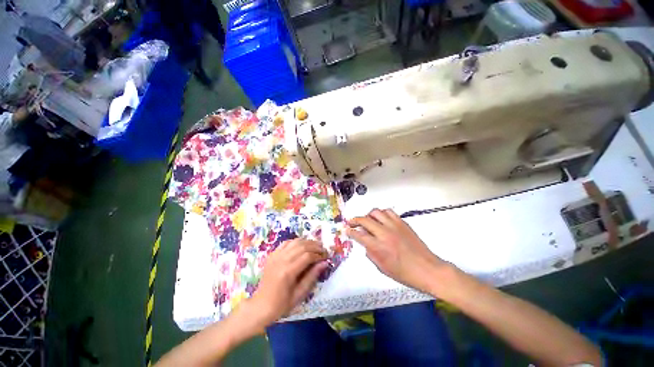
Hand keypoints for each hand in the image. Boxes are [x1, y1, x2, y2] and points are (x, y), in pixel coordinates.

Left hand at [247, 239, 328, 327]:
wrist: (260, 306)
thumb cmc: (281, 304)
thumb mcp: (299, 294)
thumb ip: (312, 276)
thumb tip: (324, 263)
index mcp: (288, 272)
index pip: (307, 256)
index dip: (319, 255)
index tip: (326, 257)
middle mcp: (281, 260)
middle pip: (302, 246)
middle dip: (315, 246)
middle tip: (323, 250)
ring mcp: (276, 255)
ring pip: (295, 241)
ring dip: (307, 242)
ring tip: (315, 246)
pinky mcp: (272, 254)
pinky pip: (286, 242)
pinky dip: (296, 241)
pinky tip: (302, 245)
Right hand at [347, 209, 447, 292]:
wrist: (428, 269)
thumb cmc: (405, 274)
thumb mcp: (383, 268)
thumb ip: (371, 254)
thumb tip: (365, 244)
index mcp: (379, 247)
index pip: (359, 235)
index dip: (350, 231)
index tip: (346, 230)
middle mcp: (385, 234)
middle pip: (364, 220)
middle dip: (355, 220)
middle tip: (351, 222)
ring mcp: (394, 226)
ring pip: (376, 212)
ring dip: (368, 215)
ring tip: (367, 220)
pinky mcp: (402, 223)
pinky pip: (388, 212)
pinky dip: (381, 213)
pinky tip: (381, 218)